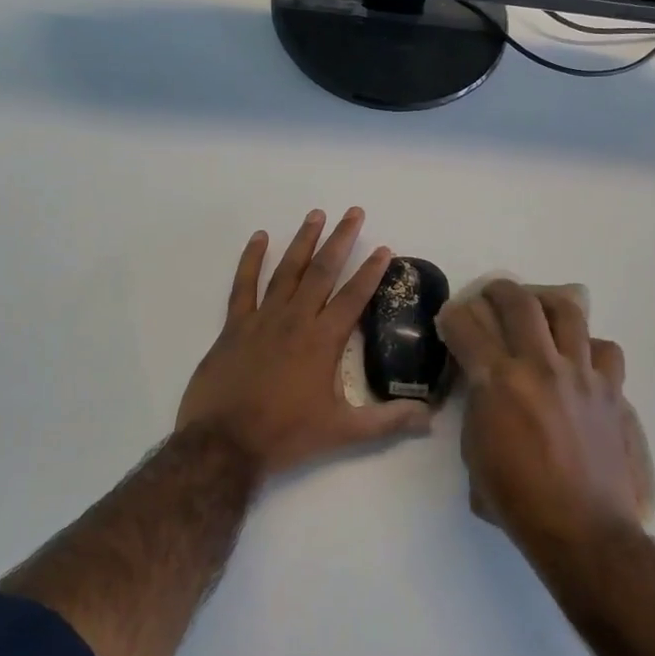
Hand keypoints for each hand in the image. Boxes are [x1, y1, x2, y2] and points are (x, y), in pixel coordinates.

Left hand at [176, 208, 432, 482]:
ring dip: (303, 241)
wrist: (224, 444)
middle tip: (353, 211)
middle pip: (323, 271)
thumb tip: (430, 417)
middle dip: (341, 239)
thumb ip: (387, 420)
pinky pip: (243, 285)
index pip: (355, 296)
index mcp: (323, 341)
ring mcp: (262, 319)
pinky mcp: (234, 326)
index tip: (385, 248)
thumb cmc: (285, 435)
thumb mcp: (343, 432)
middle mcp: (296, 320)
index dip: (372, 271)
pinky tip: (259, 237)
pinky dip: (251, 259)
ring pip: (287, 270)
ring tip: (316, 214)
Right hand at [438, 280, 654, 549]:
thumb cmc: (517, 500)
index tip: (450, 318)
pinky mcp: (609, 389)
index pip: (467, 327)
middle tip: (490, 295)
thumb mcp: (474, 453)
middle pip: (518, 302)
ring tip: (538, 310)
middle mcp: (539, 365)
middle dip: (497, 290)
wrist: (582, 529)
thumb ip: (477, 407)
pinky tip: (578, 358)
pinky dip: (588, 346)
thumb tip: (482, 386)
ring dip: (546, 303)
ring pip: (567, 311)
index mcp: (499, 382)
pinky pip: (603, 349)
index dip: (453, 316)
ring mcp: (580, 373)